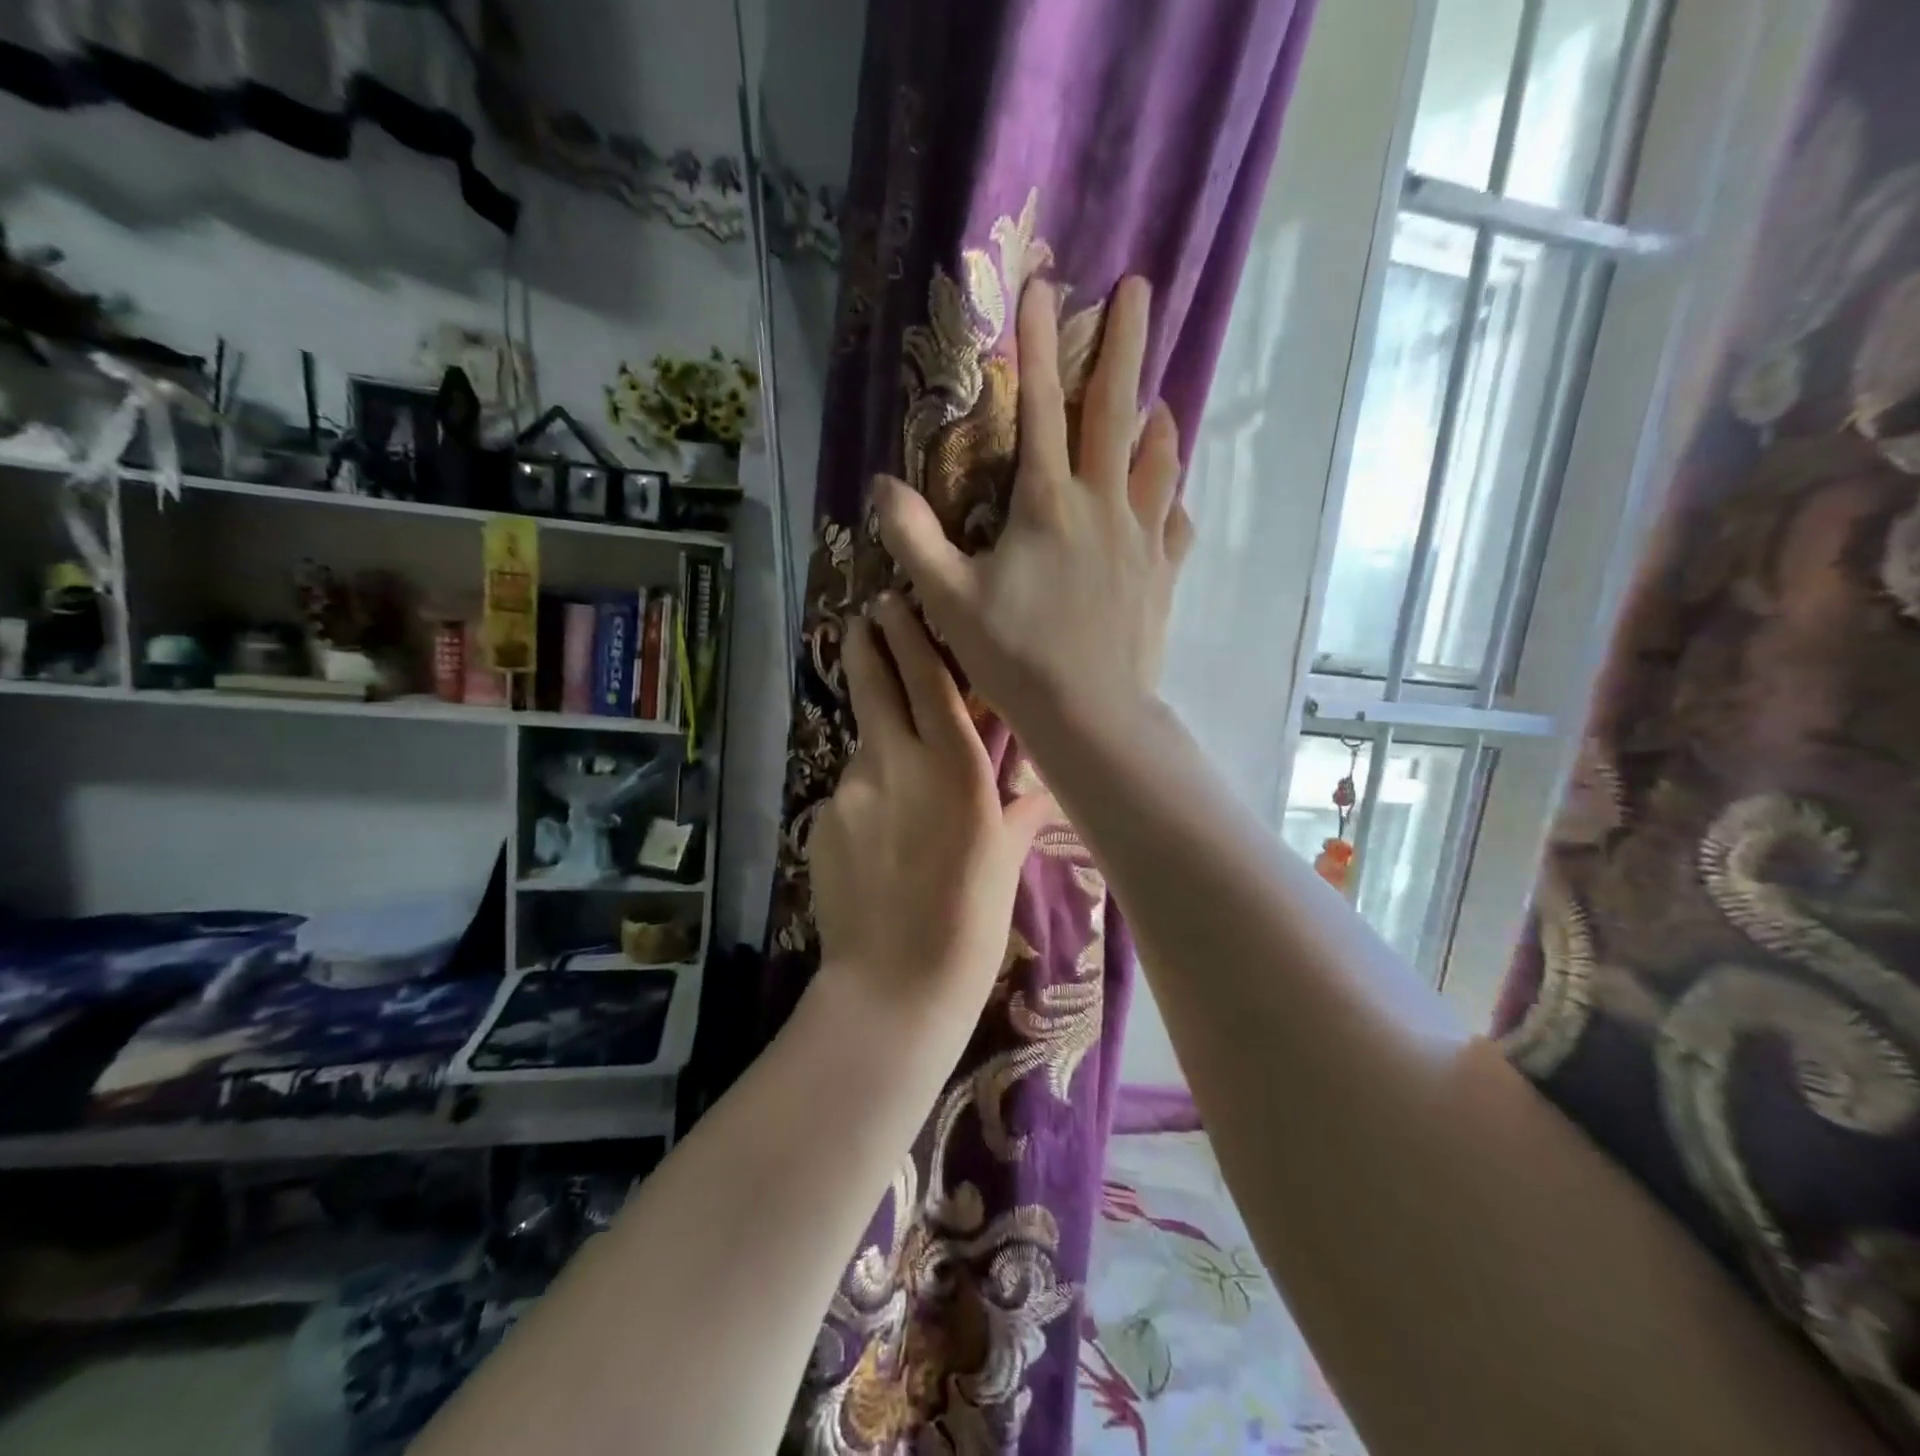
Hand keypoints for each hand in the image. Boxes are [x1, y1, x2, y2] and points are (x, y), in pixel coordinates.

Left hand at [808, 595, 1053, 1014]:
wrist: (893, 985)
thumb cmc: (970, 925)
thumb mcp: (1004, 864)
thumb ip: (1018, 815)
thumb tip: (1038, 792)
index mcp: (954, 768)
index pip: (928, 682)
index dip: (909, 637)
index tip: (893, 603)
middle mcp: (897, 764)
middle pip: (875, 687)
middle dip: (866, 648)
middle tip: (862, 623)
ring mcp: (851, 791)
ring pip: (864, 746)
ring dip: (877, 745)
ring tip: (897, 783)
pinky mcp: (821, 822)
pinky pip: (850, 794)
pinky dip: (865, 797)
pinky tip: (878, 838)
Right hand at [875, 275, 1192, 747]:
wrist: (1090, 714)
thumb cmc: (1015, 657)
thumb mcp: (948, 600)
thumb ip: (913, 538)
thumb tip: (882, 485)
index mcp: (1048, 504)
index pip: (1042, 407)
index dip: (1038, 345)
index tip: (1043, 286)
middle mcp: (1102, 507)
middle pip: (1116, 411)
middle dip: (1124, 344)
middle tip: (1141, 289)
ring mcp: (1141, 540)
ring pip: (1156, 462)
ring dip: (1157, 419)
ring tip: (1160, 394)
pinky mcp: (1162, 575)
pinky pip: (1174, 523)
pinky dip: (1171, 499)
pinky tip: (1170, 496)